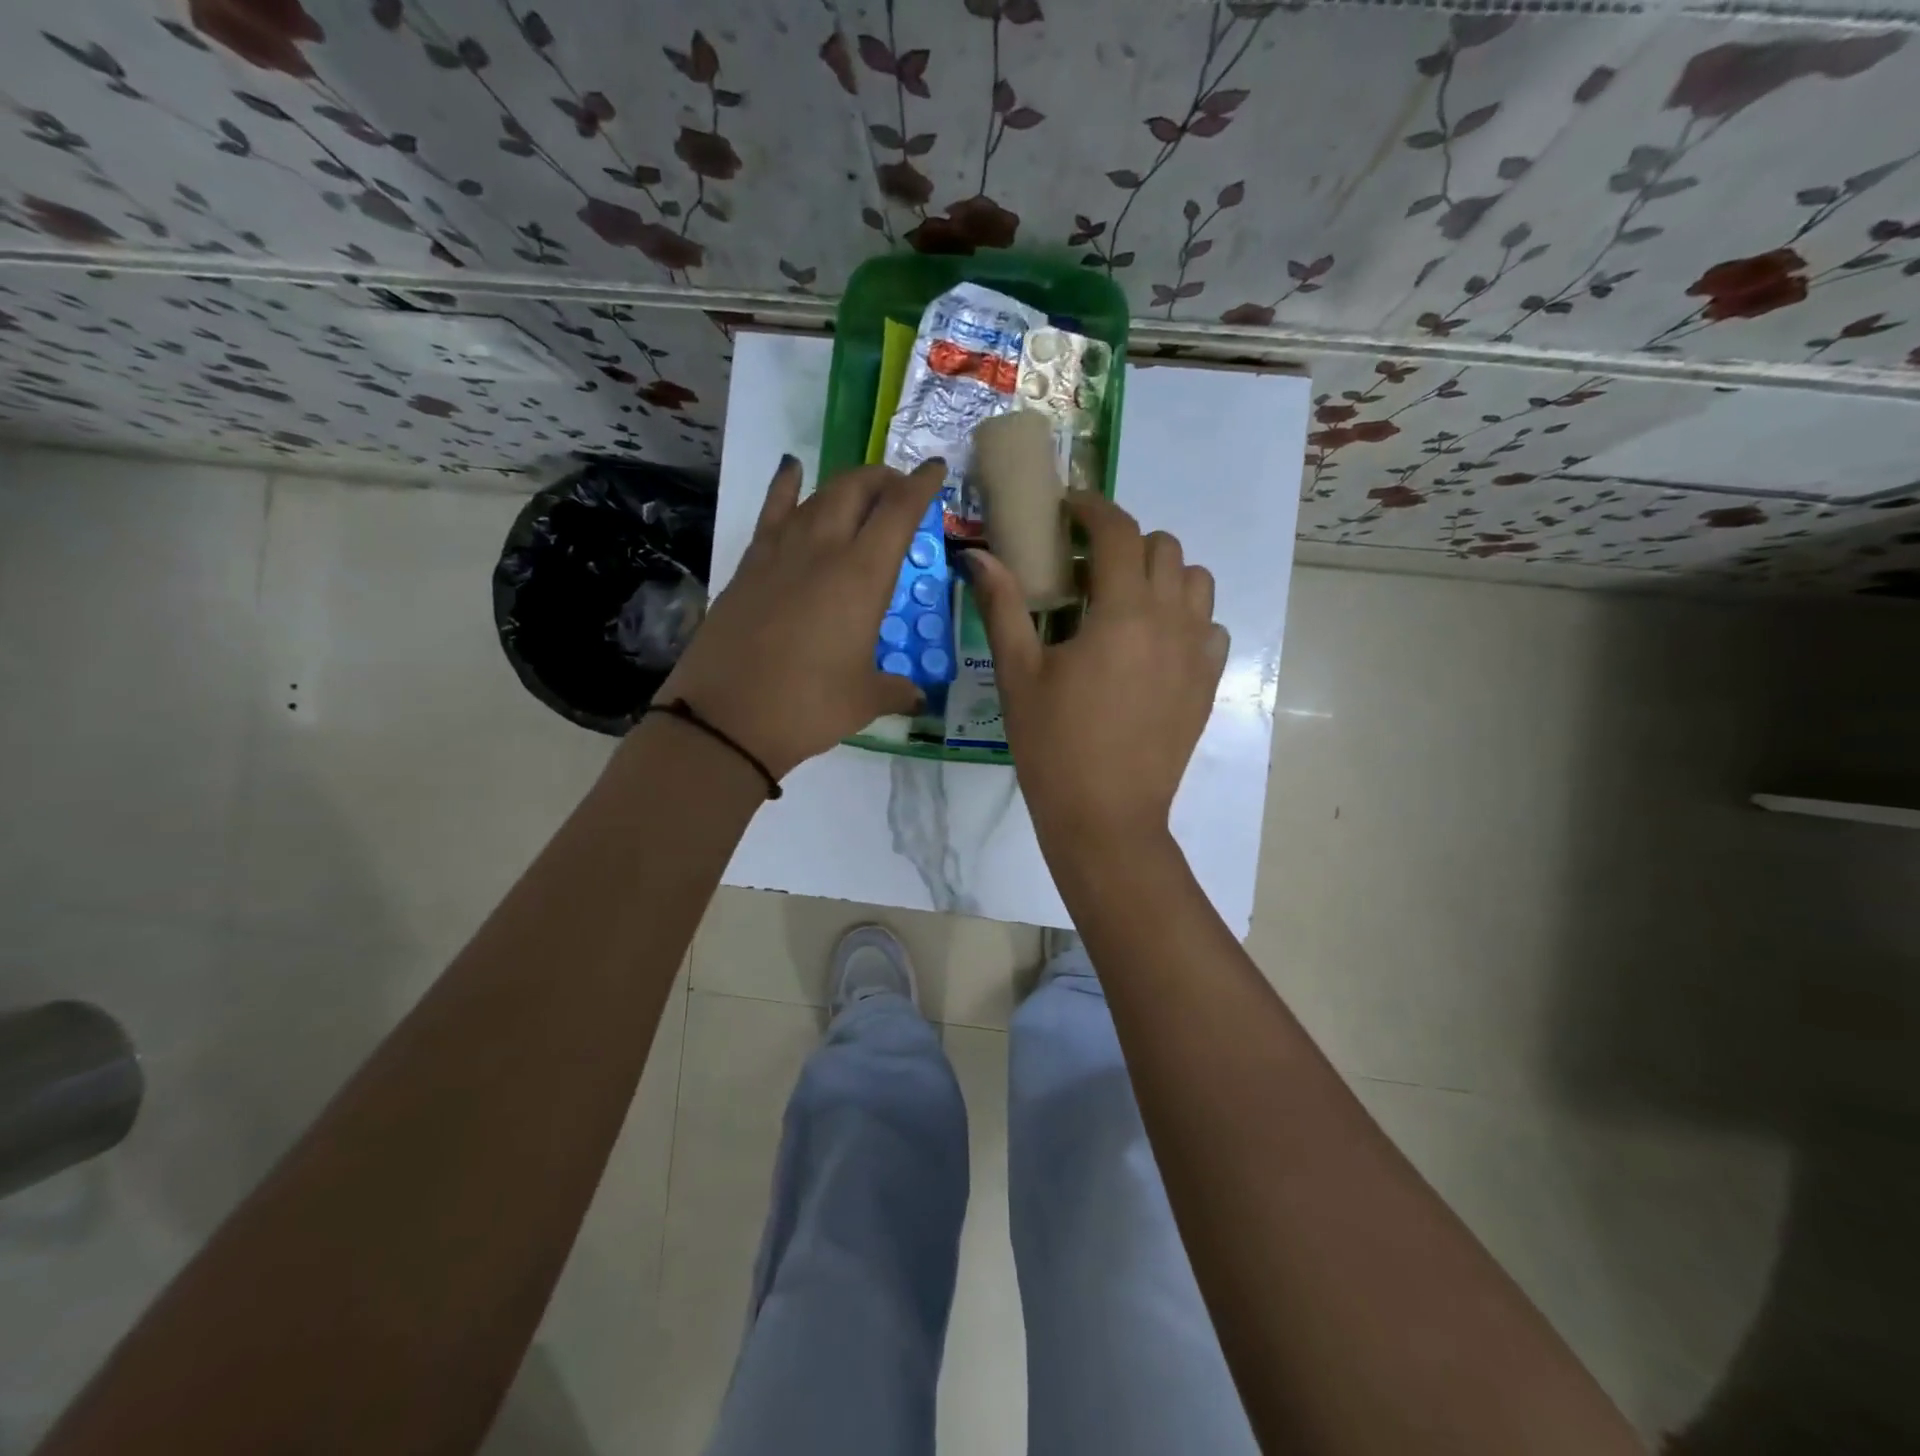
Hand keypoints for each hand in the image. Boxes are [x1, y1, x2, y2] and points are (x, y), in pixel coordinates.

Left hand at [660, 455, 944, 779]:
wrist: (726, 720)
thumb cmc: (808, 707)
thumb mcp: (864, 700)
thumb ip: (896, 690)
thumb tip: (916, 697)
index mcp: (862, 576)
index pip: (899, 512)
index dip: (921, 485)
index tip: (935, 469)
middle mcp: (823, 550)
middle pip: (856, 489)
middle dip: (883, 479)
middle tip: (899, 490)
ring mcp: (780, 552)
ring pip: (817, 496)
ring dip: (845, 486)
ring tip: (861, 492)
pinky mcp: (749, 565)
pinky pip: (772, 512)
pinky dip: (786, 487)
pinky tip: (791, 470)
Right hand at [967, 493, 1227, 847]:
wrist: (1106, 816)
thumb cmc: (1054, 746)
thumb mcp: (1019, 674)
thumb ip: (1003, 606)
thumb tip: (978, 555)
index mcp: (1123, 613)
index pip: (1118, 532)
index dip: (1092, 509)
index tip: (1069, 509)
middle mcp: (1170, 620)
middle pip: (1163, 548)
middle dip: (1124, 543)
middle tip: (1086, 572)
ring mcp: (1197, 652)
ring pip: (1195, 582)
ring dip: (1161, 575)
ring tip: (1124, 603)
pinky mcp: (1207, 682)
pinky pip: (1209, 626)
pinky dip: (1185, 617)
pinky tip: (1153, 645)